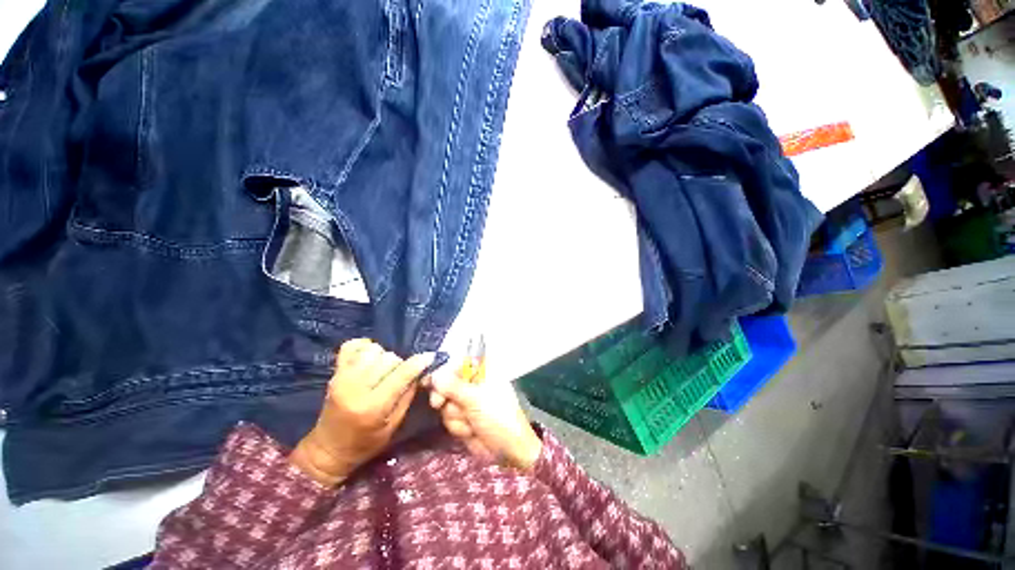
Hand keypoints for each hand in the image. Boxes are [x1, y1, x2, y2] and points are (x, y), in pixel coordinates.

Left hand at [290, 339, 434, 485]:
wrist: (328, 449)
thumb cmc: (365, 443)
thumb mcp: (393, 425)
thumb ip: (407, 396)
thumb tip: (418, 373)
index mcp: (373, 406)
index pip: (401, 374)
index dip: (418, 363)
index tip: (429, 357)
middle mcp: (356, 388)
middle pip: (389, 358)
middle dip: (400, 364)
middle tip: (399, 376)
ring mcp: (343, 378)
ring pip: (374, 350)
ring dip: (384, 356)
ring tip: (383, 369)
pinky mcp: (335, 373)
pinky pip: (351, 346)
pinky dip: (364, 346)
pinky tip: (370, 356)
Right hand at [427, 370, 542, 471]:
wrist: (508, 449)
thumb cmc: (498, 416)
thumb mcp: (475, 399)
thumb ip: (452, 386)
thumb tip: (433, 374)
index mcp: (483, 370)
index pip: (457, 363)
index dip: (442, 371)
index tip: (429, 381)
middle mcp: (474, 382)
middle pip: (446, 383)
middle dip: (445, 397)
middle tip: (439, 403)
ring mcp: (468, 401)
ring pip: (446, 403)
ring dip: (456, 416)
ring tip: (471, 422)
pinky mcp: (463, 418)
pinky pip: (449, 418)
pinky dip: (458, 426)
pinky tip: (470, 431)